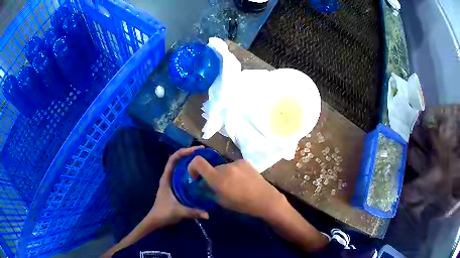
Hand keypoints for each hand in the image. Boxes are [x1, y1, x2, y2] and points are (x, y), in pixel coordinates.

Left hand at [148, 146, 208, 226]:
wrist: (156, 221)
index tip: (196, 150)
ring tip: (204, 161)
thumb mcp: (178, 212)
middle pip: (177, 161)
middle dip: (189, 155)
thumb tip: (208, 214)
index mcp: (166, 179)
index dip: (183, 152)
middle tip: (204, 154)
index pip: (173, 160)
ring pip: (180, 168)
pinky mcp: (175, 187)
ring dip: (190, 162)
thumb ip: (192, 212)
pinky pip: (183, 175)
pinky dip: (190, 171)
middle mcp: (168, 177)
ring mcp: (171, 182)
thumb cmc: (164, 213)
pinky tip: (200, 174)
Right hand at [188, 158, 286, 218]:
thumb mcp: (221, 202)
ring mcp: (236, 162)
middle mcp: (226, 167)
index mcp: (218, 178)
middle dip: (211, 175)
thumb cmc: (242, 205)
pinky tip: (241, 181)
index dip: (192, 167)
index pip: (198, 162)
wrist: (265, 199)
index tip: (196, 176)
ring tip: (233, 185)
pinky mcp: (245, 161)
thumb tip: (201, 184)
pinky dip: (232, 172)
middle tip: (218, 187)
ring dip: (223, 174)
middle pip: (212, 167)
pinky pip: (233, 165)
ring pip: (223, 167)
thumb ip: (208, 191)